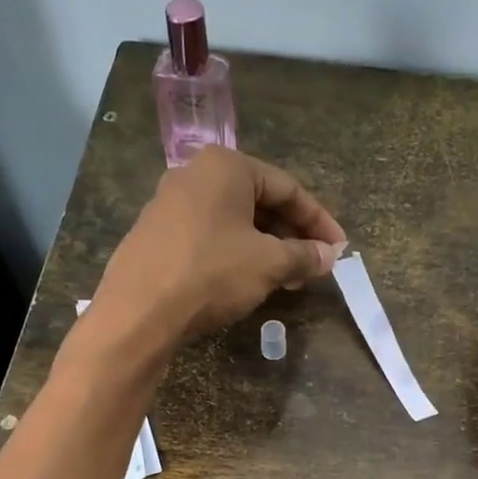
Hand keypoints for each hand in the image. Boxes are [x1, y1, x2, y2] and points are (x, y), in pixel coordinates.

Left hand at [91, 147, 347, 350]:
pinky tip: (247, 281)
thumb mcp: (268, 264)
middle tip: (314, 266)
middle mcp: (195, 174)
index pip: (288, 187)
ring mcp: (170, 204)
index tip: (339, 249)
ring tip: (287, 279)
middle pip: (259, 202)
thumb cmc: (211, 273)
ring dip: (266, 248)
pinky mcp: (156, 234)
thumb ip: (304, 255)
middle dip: (291, 235)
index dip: (319, 221)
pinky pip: (209, 236)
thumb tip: (330, 256)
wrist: (139, 311)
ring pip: (234, 222)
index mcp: (226, 166)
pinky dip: (236, 254)